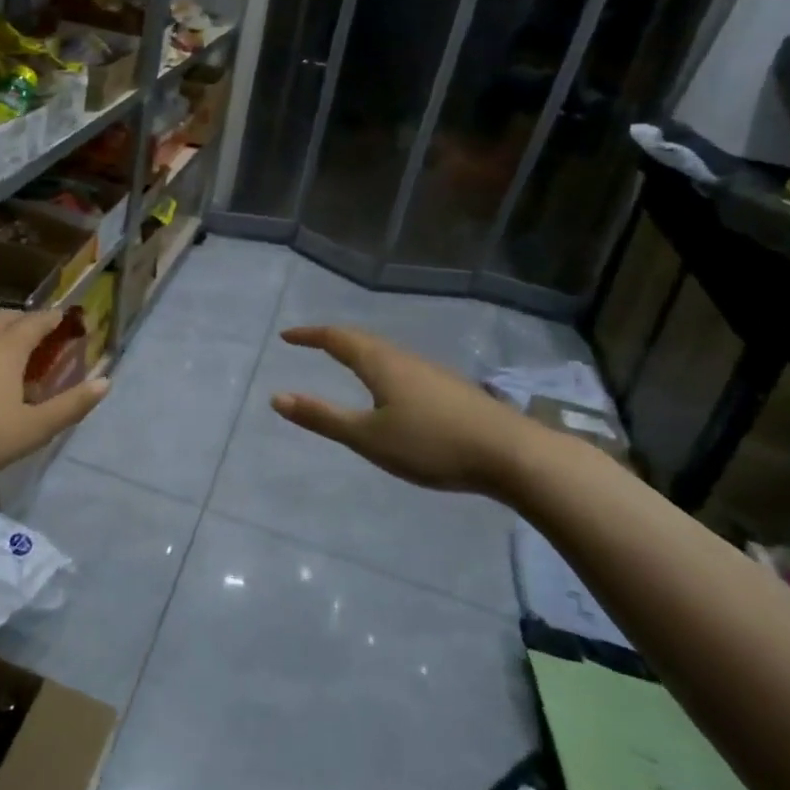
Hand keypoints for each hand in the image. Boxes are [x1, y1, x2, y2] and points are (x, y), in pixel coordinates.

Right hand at [270, 326, 560, 498]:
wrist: (512, 454)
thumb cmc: (431, 444)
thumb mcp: (368, 437)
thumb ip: (323, 417)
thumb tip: (277, 397)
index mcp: (380, 364)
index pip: (337, 338)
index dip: (310, 335)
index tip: (287, 336)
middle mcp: (404, 359)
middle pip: (362, 340)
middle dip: (332, 339)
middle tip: (310, 343)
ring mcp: (431, 372)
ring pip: (385, 353)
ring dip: (358, 352)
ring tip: (344, 362)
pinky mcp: (450, 389)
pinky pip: (402, 367)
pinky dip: (380, 368)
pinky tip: (389, 389)